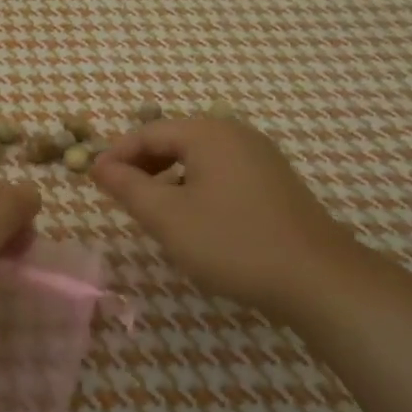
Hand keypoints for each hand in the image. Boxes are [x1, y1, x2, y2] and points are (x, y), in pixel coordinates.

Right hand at [91, 117, 376, 321]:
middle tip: (120, 196)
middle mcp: (235, 133)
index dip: (116, 155)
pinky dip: (195, 186)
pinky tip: (193, 218)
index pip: (147, 132)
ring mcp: (260, 156)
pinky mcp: (274, 181)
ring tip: (152, 210)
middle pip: (174, 140)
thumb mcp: (168, 217)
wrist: (318, 278)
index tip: (93, 182)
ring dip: (168, 178)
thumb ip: (128, 187)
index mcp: (207, 133)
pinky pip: (221, 172)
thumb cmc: (233, 242)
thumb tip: (99, 166)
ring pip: (198, 157)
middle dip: (142, 165)